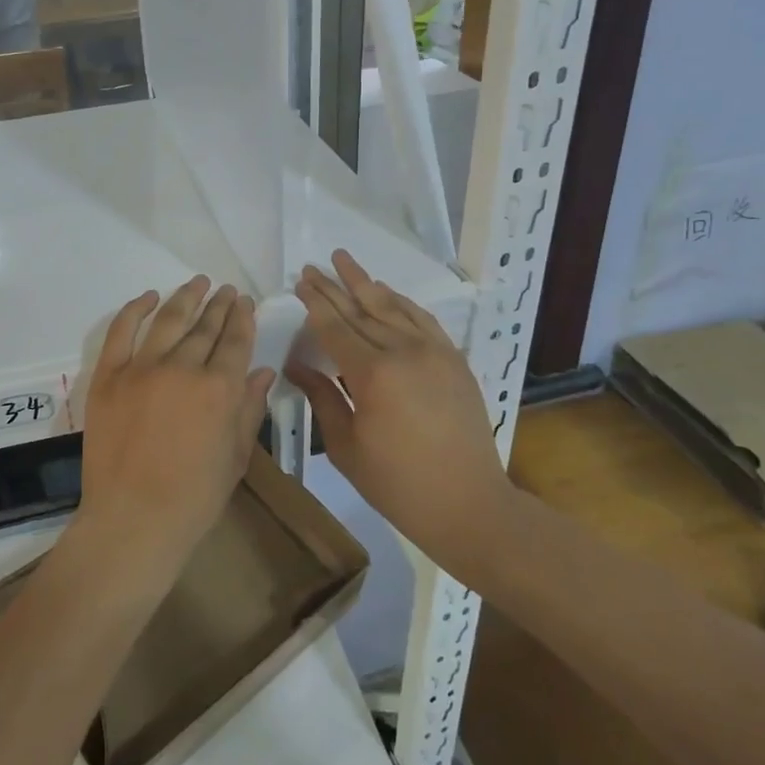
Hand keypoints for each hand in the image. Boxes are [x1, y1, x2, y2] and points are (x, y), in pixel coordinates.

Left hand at [73, 277, 275, 583]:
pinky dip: (135, 309)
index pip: (235, 340)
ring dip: (185, 297)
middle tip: (225, 290)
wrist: (133, 519)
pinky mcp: (109, 375)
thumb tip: (263, 371)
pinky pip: (121, 331)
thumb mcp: (236, 456)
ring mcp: (141, 368)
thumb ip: (249, 408)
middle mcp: (182, 368)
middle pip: (205, 326)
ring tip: (197, 282)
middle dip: (218, 305)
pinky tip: (148, 297)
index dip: (241, 318)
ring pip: (168, 320)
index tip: (243, 302)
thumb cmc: (194, 497)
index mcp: (219, 388)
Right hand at [288, 250, 512, 553]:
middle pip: (361, 310)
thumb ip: (322, 398)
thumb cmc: (397, 484)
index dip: (315, 303)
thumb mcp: (346, 446)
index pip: (335, 327)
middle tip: (312, 267)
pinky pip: (423, 319)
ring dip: (366, 282)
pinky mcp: (454, 360)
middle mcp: (404, 352)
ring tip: (344, 260)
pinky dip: (401, 301)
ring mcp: (434, 352)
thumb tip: (296, 366)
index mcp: (372, 374)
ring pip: (392, 306)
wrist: (469, 504)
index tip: (300, 282)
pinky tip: (386, 291)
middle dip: (333, 287)